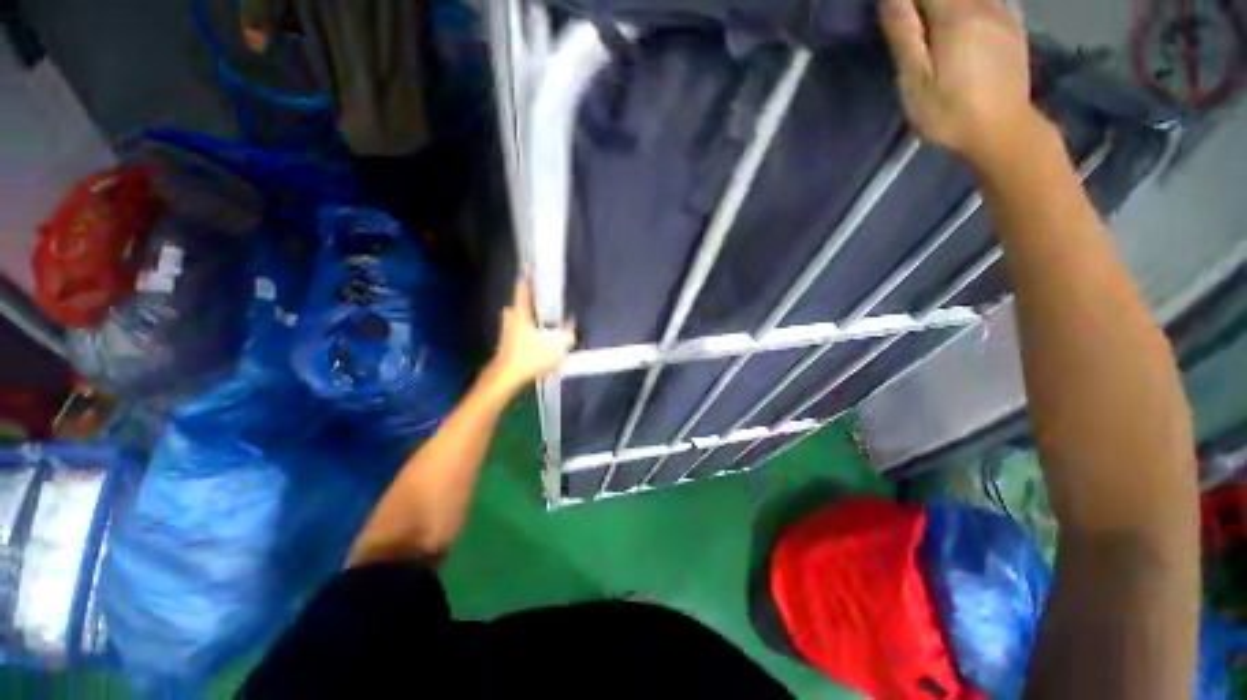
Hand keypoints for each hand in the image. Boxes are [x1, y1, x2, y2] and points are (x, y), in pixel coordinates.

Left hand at [486, 282, 574, 393]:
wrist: (506, 377)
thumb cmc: (529, 358)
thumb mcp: (555, 347)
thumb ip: (567, 336)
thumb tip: (571, 329)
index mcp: (521, 313)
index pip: (523, 288)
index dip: (528, 276)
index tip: (531, 266)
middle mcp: (511, 317)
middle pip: (520, 303)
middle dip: (531, 300)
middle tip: (545, 301)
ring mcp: (506, 330)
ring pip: (519, 317)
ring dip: (528, 317)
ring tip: (543, 321)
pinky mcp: (507, 342)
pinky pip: (518, 329)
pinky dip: (526, 330)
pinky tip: (537, 340)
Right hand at [880, 0, 1049, 169]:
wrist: (1002, 132)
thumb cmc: (949, 113)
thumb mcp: (915, 80)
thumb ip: (904, 35)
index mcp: (954, 16)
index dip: (906, 0)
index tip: (895, 12)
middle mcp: (982, 5)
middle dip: (926, 2)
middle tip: (911, 19)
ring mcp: (1003, 14)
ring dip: (949, 3)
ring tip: (934, 21)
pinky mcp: (1013, 28)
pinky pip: (993, 0)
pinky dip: (974, 4)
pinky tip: (967, 16)